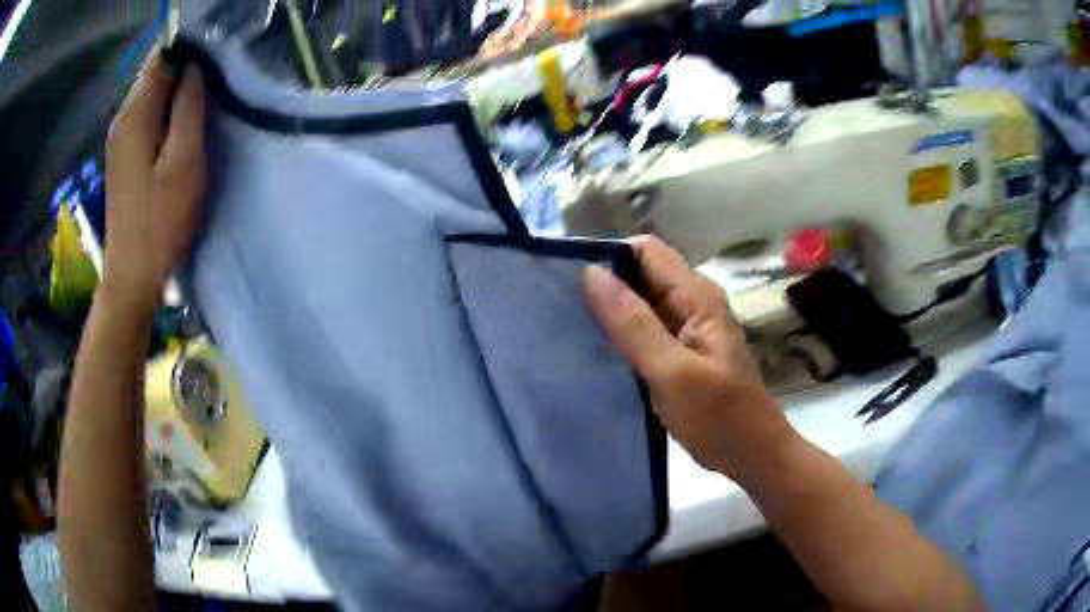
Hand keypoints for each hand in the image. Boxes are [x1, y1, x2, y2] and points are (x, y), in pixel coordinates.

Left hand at [102, 53, 205, 312]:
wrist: (132, 279)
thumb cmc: (161, 223)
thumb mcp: (184, 162)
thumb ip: (189, 107)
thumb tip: (195, 66)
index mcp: (135, 115)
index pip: (162, 57)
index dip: (189, 52)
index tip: (213, 66)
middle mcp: (122, 120)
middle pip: (155, 75)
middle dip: (184, 73)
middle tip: (212, 92)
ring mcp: (119, 141)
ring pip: (151, 97)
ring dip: (176, 97)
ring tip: (200, 113)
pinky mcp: (122, 158)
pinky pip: (146, 119)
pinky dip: (165, 117)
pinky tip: (179, 136)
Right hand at [582, 236, 791, 480]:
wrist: (753, 456)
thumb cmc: (720, 418)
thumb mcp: (672, 373)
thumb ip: (633, 324)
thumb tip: (590, 274)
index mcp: (697, 297)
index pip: (646, 251)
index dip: (609, 258)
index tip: (570, 282)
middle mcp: (693, 303)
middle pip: (642, 274)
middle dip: (605, 286)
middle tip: (564, 311)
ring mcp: (688, 328)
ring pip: (641, 303)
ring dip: (611, 313)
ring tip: (574, 331)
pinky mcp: (681, 352)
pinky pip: (645, 330)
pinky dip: (622, 336)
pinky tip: (599, 354)